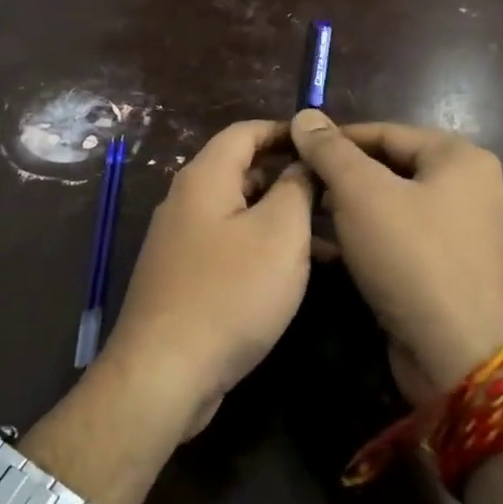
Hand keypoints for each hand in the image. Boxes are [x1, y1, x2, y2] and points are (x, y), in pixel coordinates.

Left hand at [100, 120, 314, 439]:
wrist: (165, 372)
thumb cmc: (230, 293)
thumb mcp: (279, 234)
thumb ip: (296, 188)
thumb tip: (302, 163)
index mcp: (204, 178)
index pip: (245, 131)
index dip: (286, 131)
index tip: (325, 143)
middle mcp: (186, 201)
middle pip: (242, 170)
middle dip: (289, 176)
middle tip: (336, 192)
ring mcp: (181, 241)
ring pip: (239, 212)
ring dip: (282, 217)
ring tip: (331, 235)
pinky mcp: (184, 276)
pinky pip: (229, 245)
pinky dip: (263, 247)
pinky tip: (296, 272)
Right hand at [291, 111, 502, 402]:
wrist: (458, 355)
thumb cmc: (411, 259)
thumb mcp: (362, 194)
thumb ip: (331, 151)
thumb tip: (305, 115)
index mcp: (459, 158)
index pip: (384, 132)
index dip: (334, 140)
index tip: (291, 151)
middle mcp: (468, 188)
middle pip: (389, 168)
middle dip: (340, 177)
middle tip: (297, 188)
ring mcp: (461, 232)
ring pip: (391, 206)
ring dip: (347, 210)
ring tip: (305, 217)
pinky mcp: (447, 269)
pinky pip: (399, 240)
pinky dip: (365, 239)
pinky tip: (327, 250)